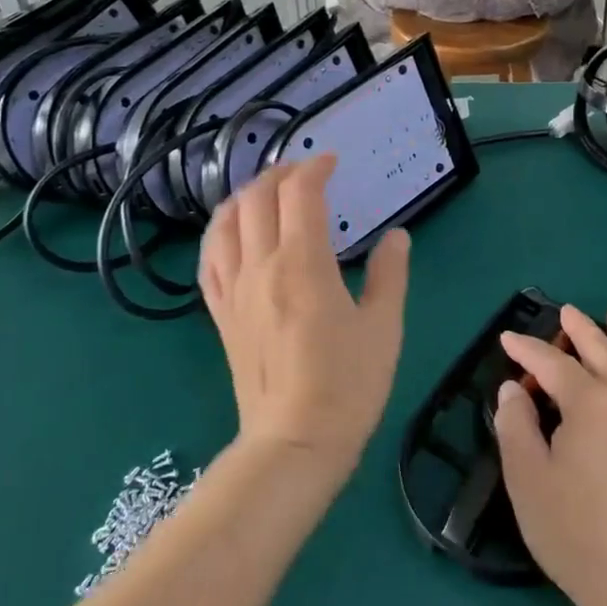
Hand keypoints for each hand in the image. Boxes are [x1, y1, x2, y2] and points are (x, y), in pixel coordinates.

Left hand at [198, 154, 408, 470]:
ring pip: (225, 223)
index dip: (315, 168)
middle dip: (280, 174)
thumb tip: (397, 237)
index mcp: (303, 264)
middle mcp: (261, 267)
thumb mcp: (383, 327)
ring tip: (267, 193)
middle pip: (257, 199)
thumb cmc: (347, 385)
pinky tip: (232, 233)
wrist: (295, 443)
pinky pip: (209, 261)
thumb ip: (389, 274)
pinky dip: (219, 233)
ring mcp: (235, 291)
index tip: (332, 162)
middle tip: (305, 173)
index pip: (299, 194)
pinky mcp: (221, 315)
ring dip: (245, 196)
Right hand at [494, 306, 606, 605]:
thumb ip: (516, 426)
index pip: (552, 364)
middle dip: (580, 330)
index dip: (527, 350)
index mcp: (588, 403)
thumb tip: (513, 390)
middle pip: (601, 352)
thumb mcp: (527, 477)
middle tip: (565, 311)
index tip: (507, 339)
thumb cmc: (574, 530)